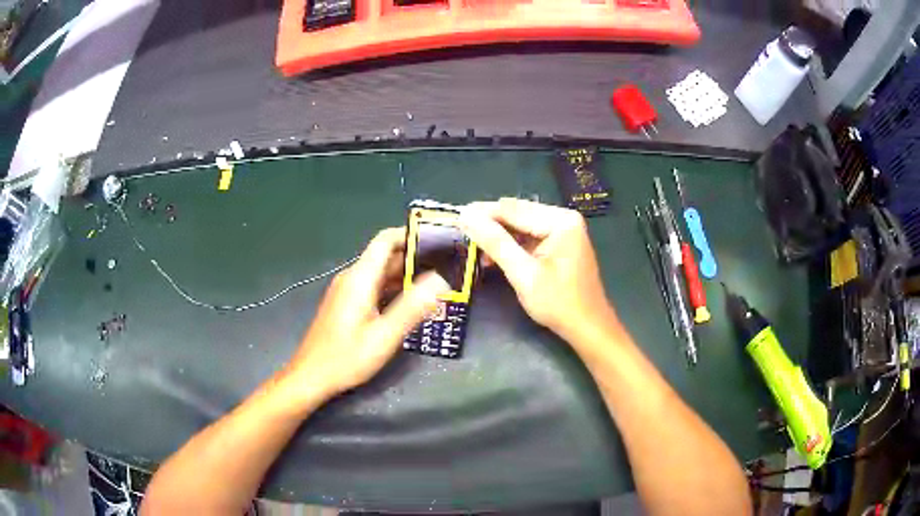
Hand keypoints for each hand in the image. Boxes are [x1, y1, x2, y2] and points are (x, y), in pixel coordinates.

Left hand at [284, 228, 448, 400]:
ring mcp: (347, 291)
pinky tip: (411, 303)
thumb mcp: (384, 336)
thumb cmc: (346, 357)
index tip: (438, 241)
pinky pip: (374, 288)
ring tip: (436, 284)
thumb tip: (440, 279)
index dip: (411, 235)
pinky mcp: (346, 304)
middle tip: (446, 267)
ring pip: (381, 274)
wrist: (311, 376)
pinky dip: (394, 289)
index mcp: (360, 278)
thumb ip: (412, 307)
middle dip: (415, 258)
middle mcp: (352, 278)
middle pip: (385, 256)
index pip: (385, 240)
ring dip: (406, 276)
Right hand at [459, 198, 614, 340]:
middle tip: (460, 232)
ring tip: (473, 248)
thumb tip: (466, 216)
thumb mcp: (523, 273)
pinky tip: (493, 257)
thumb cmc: (558, 303)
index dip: (482, 213)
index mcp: (560, 221)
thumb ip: (495, 243)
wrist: (587, 327)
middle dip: (490, 225)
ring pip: (521, 226)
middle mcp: (563, 218)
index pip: (513, 210)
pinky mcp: (560, 244)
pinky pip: (530, 238)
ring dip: (499, 237)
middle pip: (518, 214)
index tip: (455, 216)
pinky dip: (512, 246)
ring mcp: (563, 231)